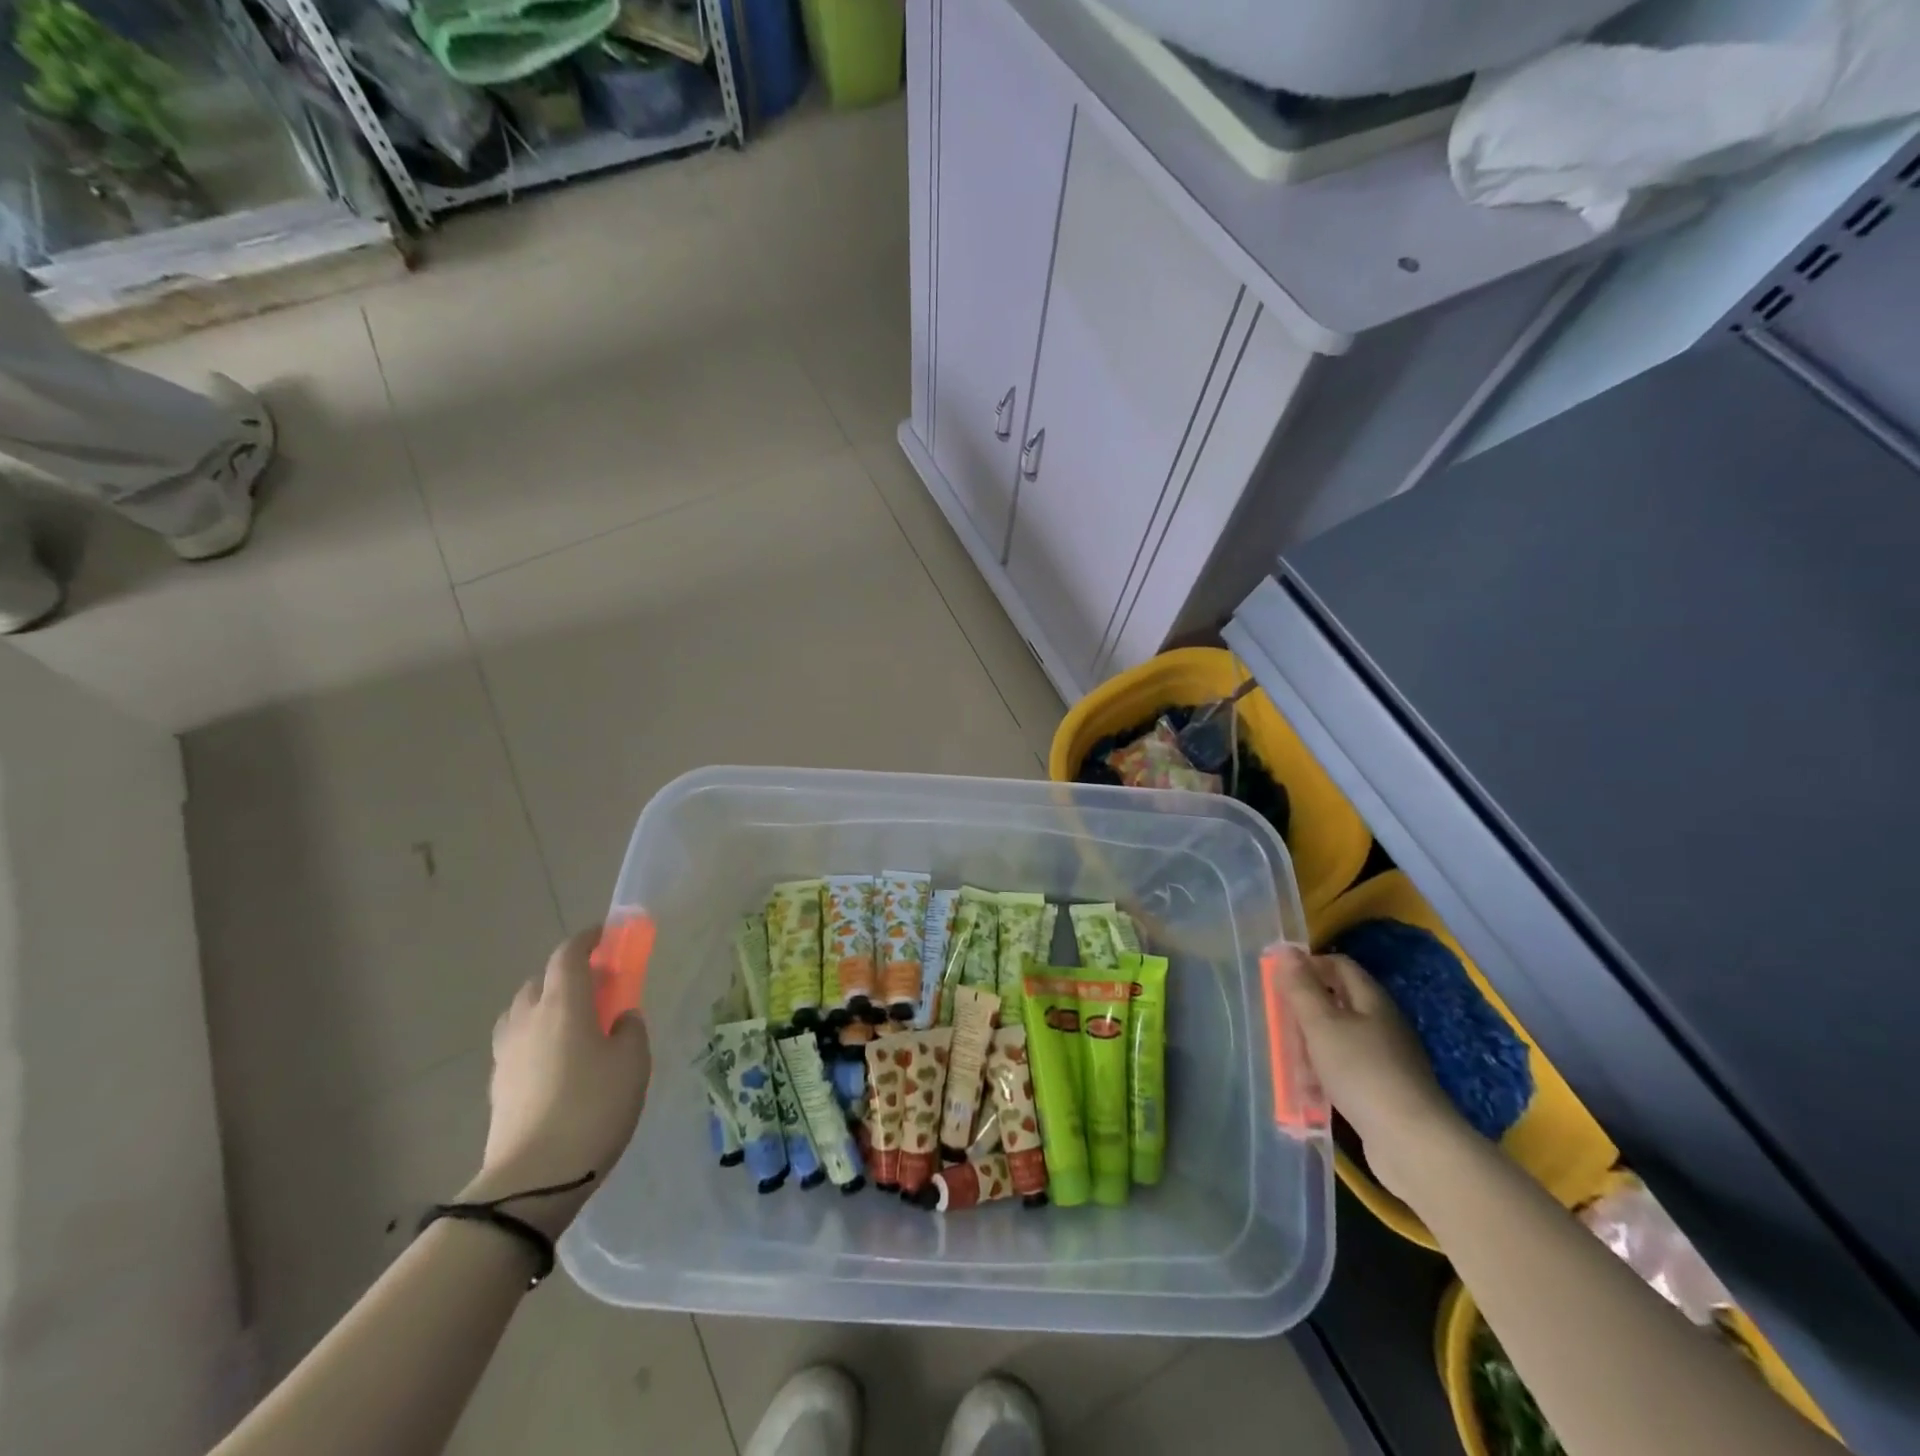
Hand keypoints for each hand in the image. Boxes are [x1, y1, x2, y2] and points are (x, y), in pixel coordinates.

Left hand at [463, 927, 651, 1236]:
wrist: (534, 1179)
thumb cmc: (594, 1106)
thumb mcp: (633, 1061)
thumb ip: (630, 1028)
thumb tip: (620, 1018)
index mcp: (563, 1003)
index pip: (569, 954)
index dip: (588, 939)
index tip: (607, 935)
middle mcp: (528, 1019)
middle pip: (542, 980)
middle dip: (568, 973)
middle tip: (599, 985)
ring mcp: (507, 1053)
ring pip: (523, 1010)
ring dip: (547, 1003)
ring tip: (574, 1021)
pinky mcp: (498, 1085)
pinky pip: (517, 1041)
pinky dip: (536, 1035)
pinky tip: (556, 1058)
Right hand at [1276, 944, 1461, 1203]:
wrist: (1413, 1143)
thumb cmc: (1362, 1072)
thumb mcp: (1322, 1024)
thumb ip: (1301, 987)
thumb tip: (1286, 950)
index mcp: (1372, 1000)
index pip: (1339, 965)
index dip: (1309, 965)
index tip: (1279, 981)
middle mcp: (1382, 1024)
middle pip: (1338, 1002)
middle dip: (1306, 1009)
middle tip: (1278, 1021)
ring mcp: (1387, 1059)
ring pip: (1340, 1038)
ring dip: (1312, 1045)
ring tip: (1289, 1060)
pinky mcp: (1385, 1090)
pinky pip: (1347, 1069)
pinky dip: (1326, 1073)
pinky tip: (1311, 1091)